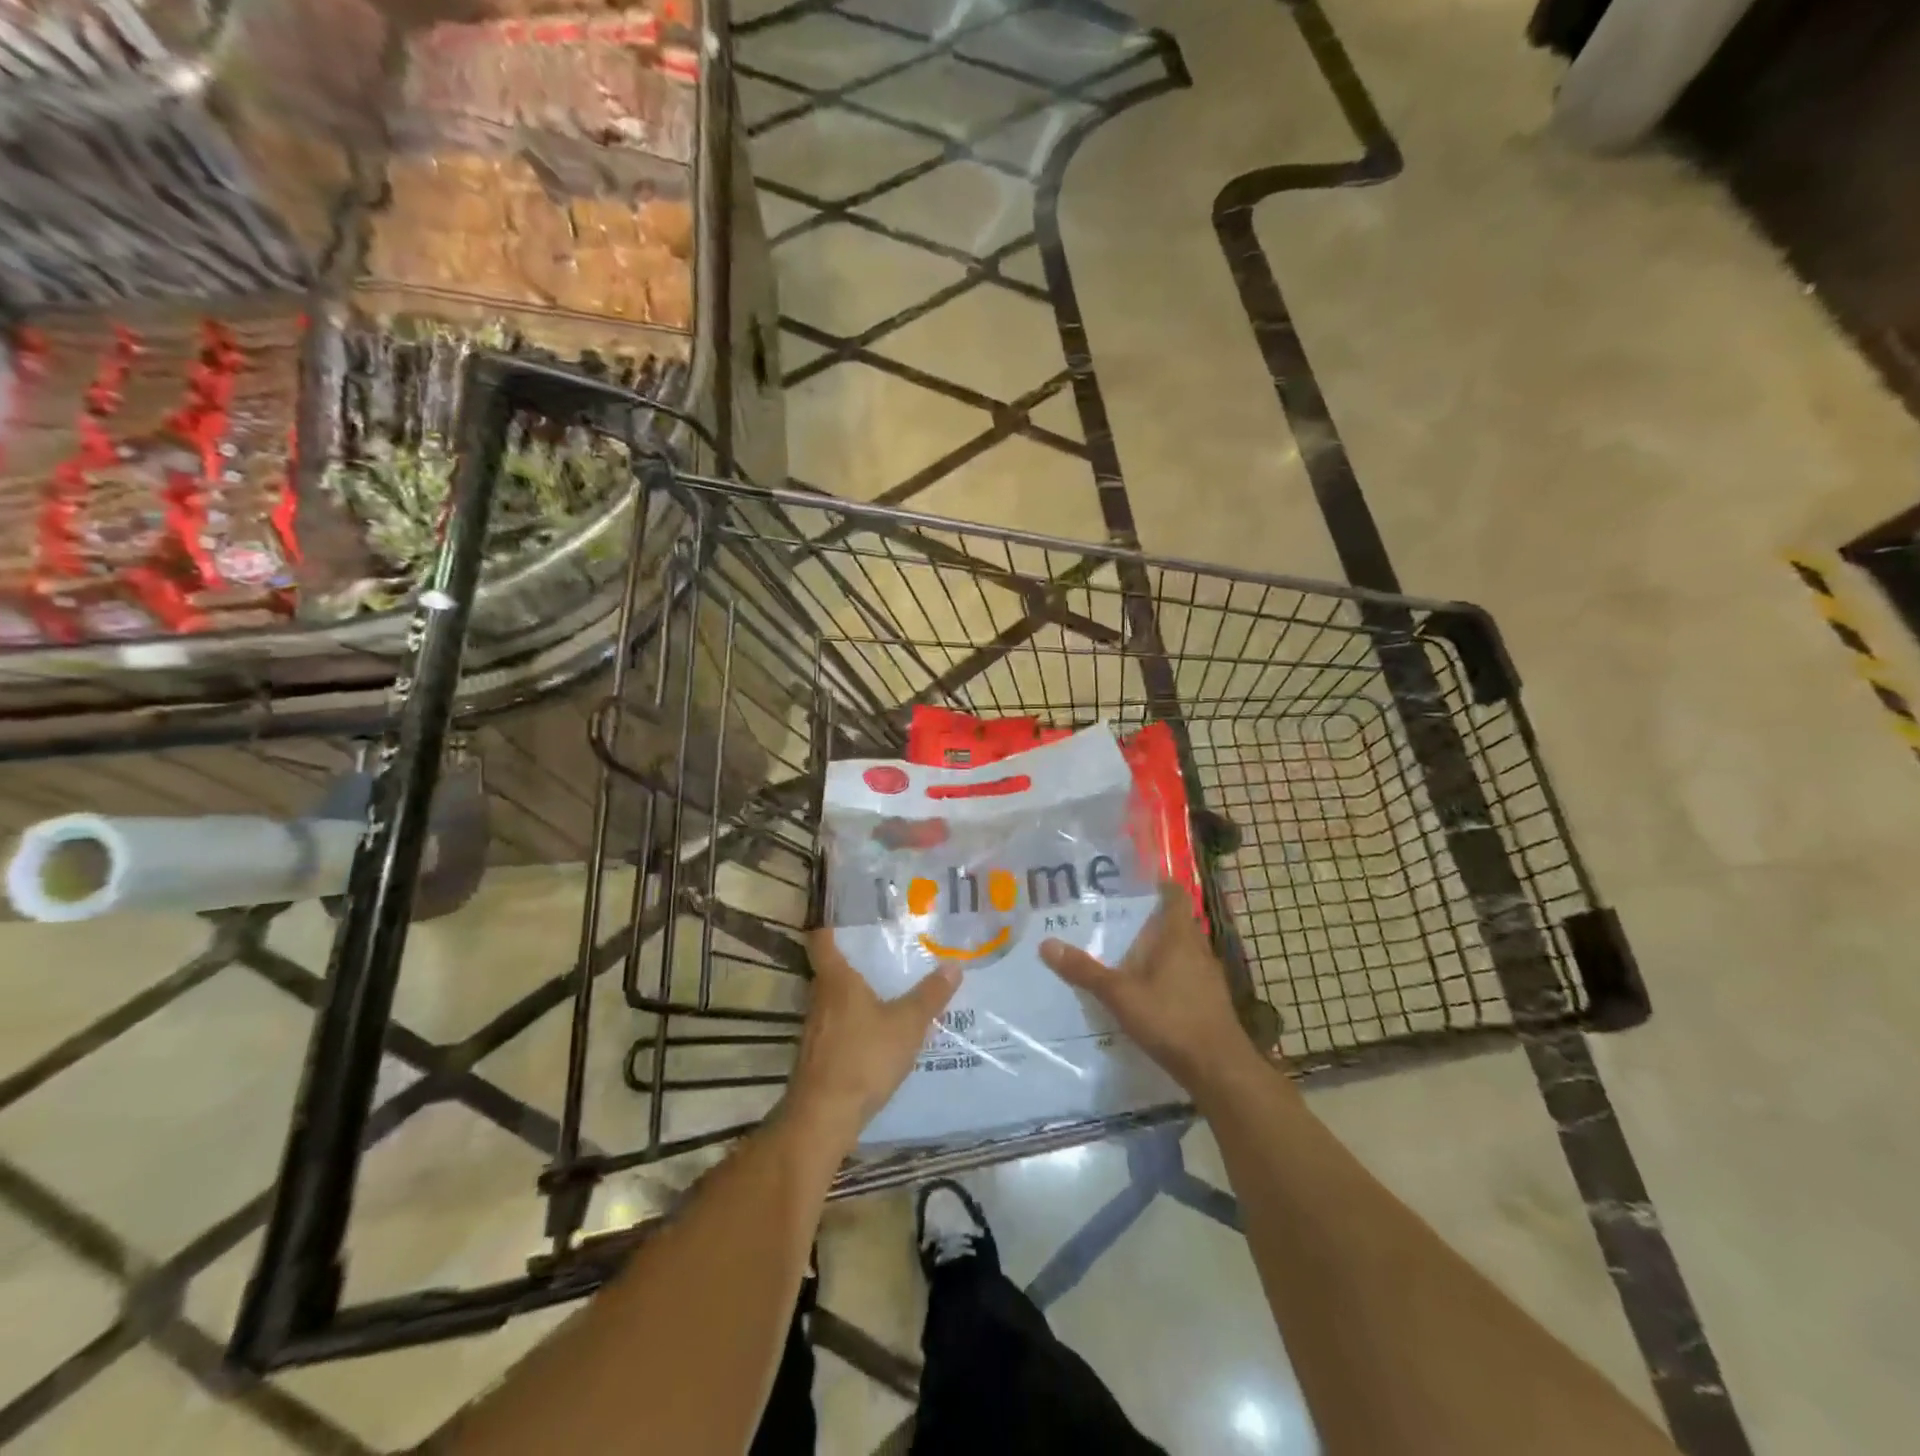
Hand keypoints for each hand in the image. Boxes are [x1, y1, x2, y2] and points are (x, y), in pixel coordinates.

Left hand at [784, 929, 960, 1153]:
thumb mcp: (907, 1024)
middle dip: (852, 958)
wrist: (824, 1117)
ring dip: (853, 993)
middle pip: (829, 968)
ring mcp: (814, 1028)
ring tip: (884, 987)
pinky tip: (874, 1032)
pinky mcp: (816, 1054)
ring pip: (832, 998)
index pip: (822, 938)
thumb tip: (954, 965)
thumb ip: (930, 996)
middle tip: (882, 947)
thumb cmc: (864, 1057)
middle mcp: (819, 997)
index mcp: (836, 979)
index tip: (845, 912)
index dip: (830, 922)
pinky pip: (835, 1025)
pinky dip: (852, 1021)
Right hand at [1039, 881, 1257, 1094]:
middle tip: (1115, 916)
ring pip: (1182, 950)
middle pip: (1175, 922)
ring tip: (1125, 951)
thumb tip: (1047, 944)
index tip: (1132, 882)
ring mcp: (1208, 976)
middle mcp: (1198, 949)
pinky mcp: (1210, 1001)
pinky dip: (1167, 973)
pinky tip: (1146, 989)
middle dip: (1149, 918)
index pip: (1174, 895)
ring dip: (1159, 948)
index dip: (1158, 884)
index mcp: (1179, 936)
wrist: (1219, 1069)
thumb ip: (1085, 971)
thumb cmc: (1171, 1019)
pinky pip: (1186, 974)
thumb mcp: (1120, 995)